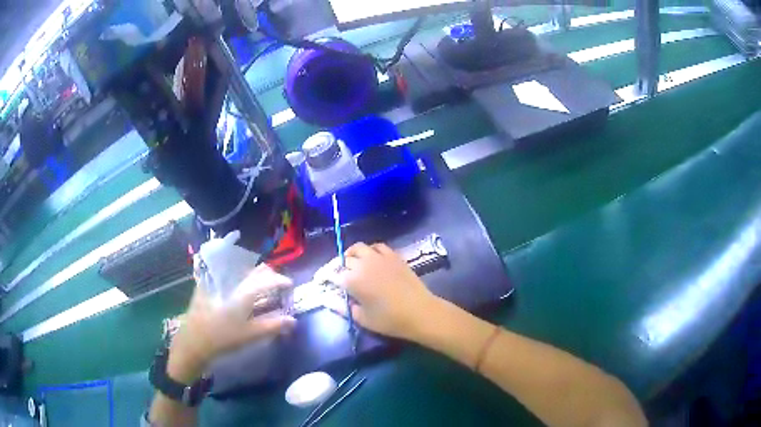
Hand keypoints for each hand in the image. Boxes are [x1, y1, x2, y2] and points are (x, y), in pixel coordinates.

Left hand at [167, 264, 295, 382]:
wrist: (194, 341)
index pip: (266, 279)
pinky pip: (227, 277)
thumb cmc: (223, 338)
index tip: (290, 285)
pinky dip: (239, 281)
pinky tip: (241, 291)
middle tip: (277, 285)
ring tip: (263, 287)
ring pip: (240, 273)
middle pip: (252, 271)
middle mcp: (230, 282)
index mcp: (242, 292)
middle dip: (268, 275)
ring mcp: (217, 284)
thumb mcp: (250, 335)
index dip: (280, 280)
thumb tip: (293, 321)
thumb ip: (273, 326)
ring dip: (254, 278)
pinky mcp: (208, 288)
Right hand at [334, 242, 440, 340]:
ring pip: (359, 248)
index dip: (324, 277)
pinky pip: (377, 246)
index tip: (321, 281)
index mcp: (352, 280)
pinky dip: (370, 250)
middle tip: (337, 276)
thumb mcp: (362, 318)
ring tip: (351, 263)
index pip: (332, 274)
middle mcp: (363, 264)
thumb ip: (342, 307)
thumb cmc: (390, 320)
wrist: (420, 312)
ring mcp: (379, 257)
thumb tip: (328, 299)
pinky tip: (371, 258)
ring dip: (351, 254)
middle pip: (344, 260)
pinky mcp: (394, 256)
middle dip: (337, 267)